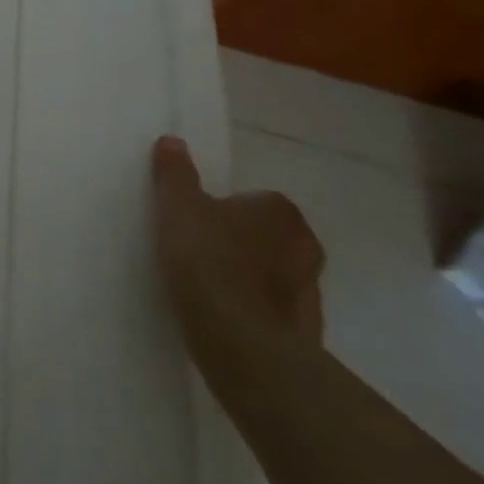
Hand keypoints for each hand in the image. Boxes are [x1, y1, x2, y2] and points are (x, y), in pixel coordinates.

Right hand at [151, 135, 324, 353]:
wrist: (239, 341)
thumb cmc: (207, 260)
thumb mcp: (177, 207)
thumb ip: (175, 173)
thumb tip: (172, 141)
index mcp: (280, 210)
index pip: (252, 201)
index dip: (222, 212)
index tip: (197, 227)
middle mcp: (306, 245)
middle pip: (267, 237)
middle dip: (242, 244)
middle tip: (202, 255)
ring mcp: (311, 292)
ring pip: (275, 276)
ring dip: (252, 280)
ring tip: (211, 291)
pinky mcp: (306, 332)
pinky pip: (275, 312)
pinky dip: (256, 312)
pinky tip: (226, 320)